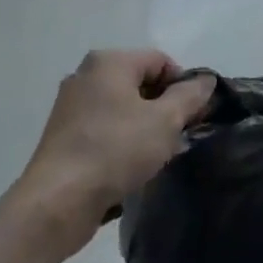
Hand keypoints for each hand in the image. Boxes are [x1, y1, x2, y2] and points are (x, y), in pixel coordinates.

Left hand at [8, 50, 215, 256]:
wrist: (57, 202)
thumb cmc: (115, 151)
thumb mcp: (165, 122)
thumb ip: (190, 96)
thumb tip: (205, 80)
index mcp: (109, 62)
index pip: (161, 61)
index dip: (184, 86)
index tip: (195, 117)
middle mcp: (86, 75)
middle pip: (141, 82)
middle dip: (166, 107)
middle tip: (181, 137)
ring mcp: (71, 105)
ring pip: (123, 107)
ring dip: (146, 126)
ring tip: (159, 156)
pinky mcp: (64, 134)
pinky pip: (105, 127)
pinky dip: (123, 140)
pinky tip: (133, 166)